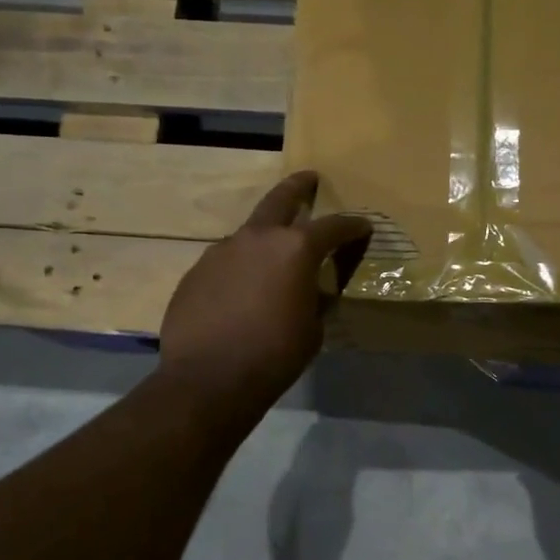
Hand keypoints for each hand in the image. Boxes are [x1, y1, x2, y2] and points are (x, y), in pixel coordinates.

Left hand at [159, 171, 371, 408]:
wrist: (208, 379)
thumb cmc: (274, 355)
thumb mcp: (312, 328)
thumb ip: (315, 298)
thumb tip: (311, 289)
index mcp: (295, 249)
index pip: (333, 227)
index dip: (353, 226)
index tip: (364, 226)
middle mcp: (257, 238)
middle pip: (281, 199)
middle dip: (299, 188)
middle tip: (309, 180)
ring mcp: (221, 251)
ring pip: (249, 233)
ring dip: (265, 238)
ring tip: (273, 257)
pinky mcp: (196, 272)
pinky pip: (226, 262)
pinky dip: (240, 268)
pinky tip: (240, 292)